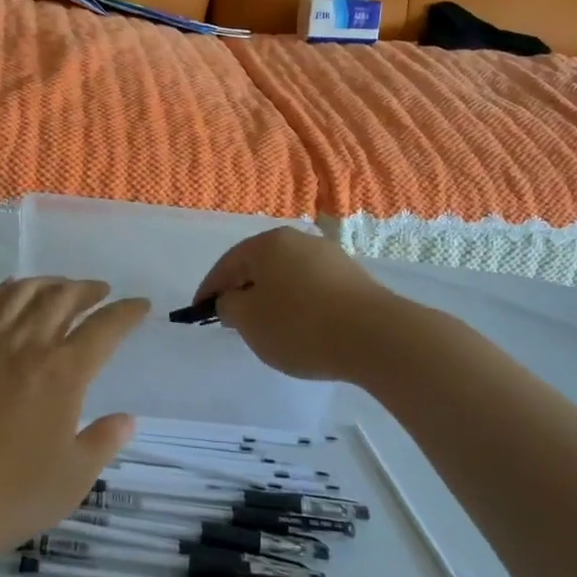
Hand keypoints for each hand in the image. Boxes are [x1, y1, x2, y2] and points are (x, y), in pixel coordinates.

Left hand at [0, 277, 149, 567]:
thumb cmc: (6, 497)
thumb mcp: (70, 481)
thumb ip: (101, 443)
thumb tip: (125, 419)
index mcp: (62, 373)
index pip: (103, 328)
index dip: (126, 313)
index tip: (140, 305)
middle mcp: (25, 345)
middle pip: (62, 298)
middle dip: (87, 290)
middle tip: (100, 292)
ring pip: (21, 293)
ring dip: (48, 283)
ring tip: (60, 287)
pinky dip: (2, 290)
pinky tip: (9, 293)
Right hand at [193, 228, 397, 380]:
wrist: (377, 336)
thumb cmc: (300, 325)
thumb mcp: (249, 321)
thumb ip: (229, 306)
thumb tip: (233, 299)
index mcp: (268, 243)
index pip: (227, 264)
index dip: (209, 289)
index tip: (200, 312)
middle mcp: (299, 240)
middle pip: (259, 266)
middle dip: (243, 290)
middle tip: (232, 318)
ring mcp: (330, 257)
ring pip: (287, 276)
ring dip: (272, 298)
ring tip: (268, 327)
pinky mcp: (354, 278)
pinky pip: (312, 288)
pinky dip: (299, 304)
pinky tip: (302, 327)